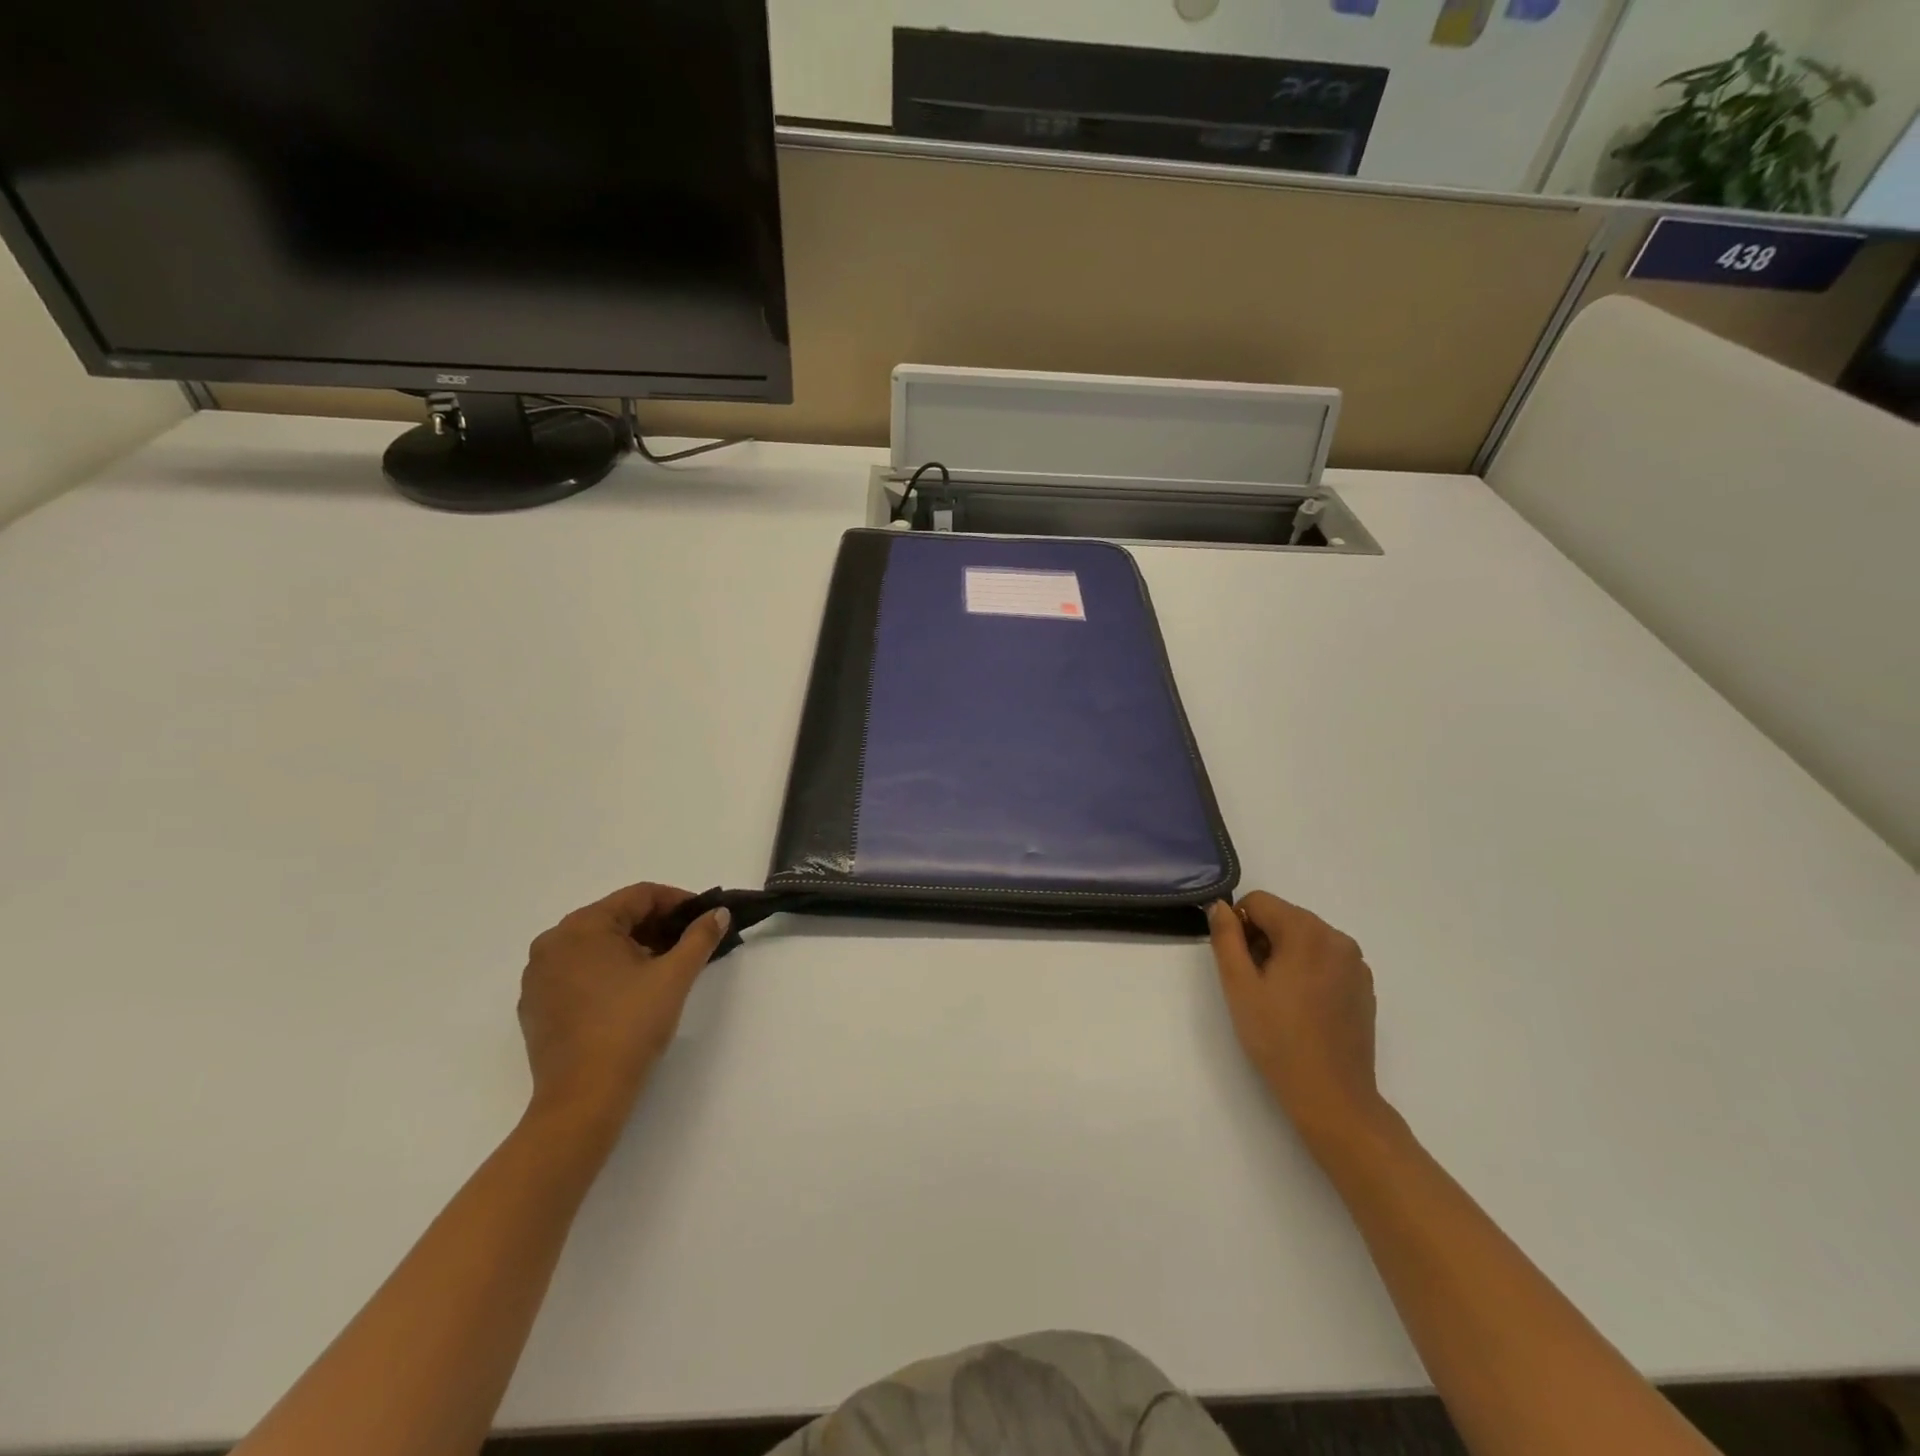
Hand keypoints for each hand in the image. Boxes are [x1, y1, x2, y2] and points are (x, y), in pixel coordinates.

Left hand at [518, 883, 730, 1132]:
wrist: (583, 1097)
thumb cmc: (630, 1026)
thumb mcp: (674, 976)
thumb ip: (700, 937)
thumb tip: (717, 913)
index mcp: (583, 926)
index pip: (639, 896)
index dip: (677, 902)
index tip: (704, 918)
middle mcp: (553, 942)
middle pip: (615, 918)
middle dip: (656, 926)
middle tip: (689, 943)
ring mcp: (538, 976)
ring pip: (595, 945)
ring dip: (633, 948)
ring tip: (664, 969)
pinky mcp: (535, 1005)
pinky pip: (577, 971)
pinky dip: (606, 971)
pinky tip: (630, 994)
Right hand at [1207, 892, 1391, 1156]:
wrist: (1332, 1095)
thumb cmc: (1278, 1039)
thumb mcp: (1238, 986)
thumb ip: (1225, 937)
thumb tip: (1221, 907)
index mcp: (1306, 932)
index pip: (1259, 901)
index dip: (1239, 924)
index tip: (1237, 962)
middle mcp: (1336, 937)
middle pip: (1284, 916)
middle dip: (1262, 938)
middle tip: (1254, 983)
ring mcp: (1355, 963)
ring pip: (1305, 937)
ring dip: (1284, 953)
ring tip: (1278, 996)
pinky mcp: (1363, 985)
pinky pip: (1326, 958)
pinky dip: (1308, 969)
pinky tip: (1302, 1006)